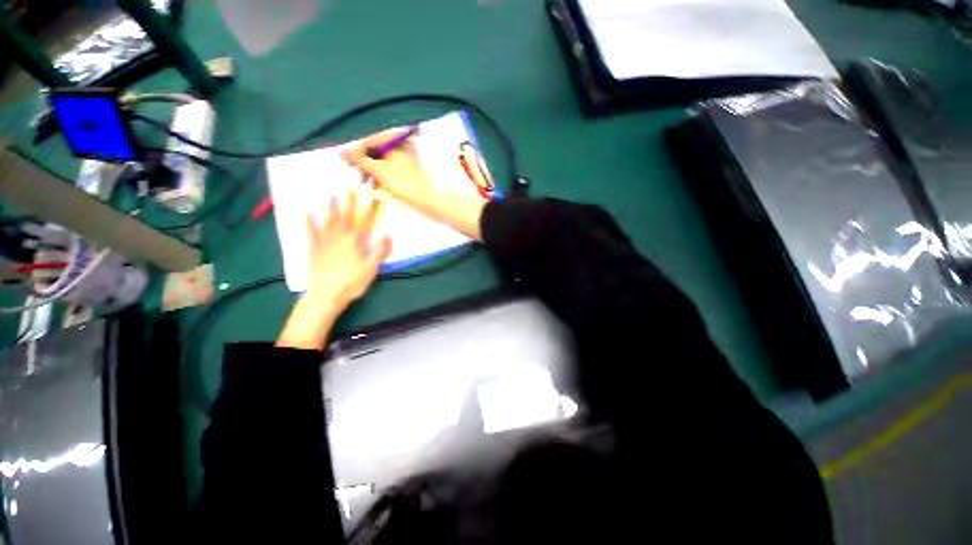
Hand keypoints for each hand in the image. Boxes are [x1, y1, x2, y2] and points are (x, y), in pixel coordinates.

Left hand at [276, 193, 391, 350]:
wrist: (325, 296)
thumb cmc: (350, 284)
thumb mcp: (370, 270)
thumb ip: (379, 252)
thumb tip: (387, 234)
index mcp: (355, 241)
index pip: (365, 221)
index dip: (371, 208)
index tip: (375, 195)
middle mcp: (340, 237)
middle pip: (346, 216)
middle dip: (350, 202)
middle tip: (351, 188)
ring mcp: (325, 242)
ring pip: (329, 221)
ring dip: (331, 208)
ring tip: (332, 197)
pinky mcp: (314, 249)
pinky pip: (311, 233)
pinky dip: (308, 223)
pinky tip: (306, 213)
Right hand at [341, 130, 434, 209]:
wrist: (424, 199)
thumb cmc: (401, 182)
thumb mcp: (376, 170)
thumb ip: (358, 160)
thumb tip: (341, 153)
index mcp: (398, 139)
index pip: (371, 141)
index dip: (357, 152)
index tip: (346, 163)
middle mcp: (403, 143)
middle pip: (375, 150)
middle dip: (365, 163)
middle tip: (358, 176)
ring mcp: (406, 154)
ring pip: (380, 159)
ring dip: (371, 171)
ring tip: (365, 183)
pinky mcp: (407, 166)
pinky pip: (388, 166)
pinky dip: (380, 174)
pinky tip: (376, 186)